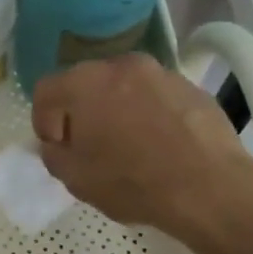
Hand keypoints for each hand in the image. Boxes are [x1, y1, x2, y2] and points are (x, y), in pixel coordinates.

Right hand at [32, 53, 252, 238]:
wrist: (209, 187)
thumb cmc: (133, 182)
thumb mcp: (76, 179)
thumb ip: (53, 156)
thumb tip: (56, 145)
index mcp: (84, 82)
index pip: (46, 91)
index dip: (43, 120)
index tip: (56, 147)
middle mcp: (120, 66)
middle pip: (87, 84)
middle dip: (82, 112)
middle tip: (89, 146)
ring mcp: (160, 73)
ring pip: (124, 88)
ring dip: (117, 110)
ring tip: (128, 146)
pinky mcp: (191, 87)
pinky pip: (156, 97)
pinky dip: (150, 114)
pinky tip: (160, 146)